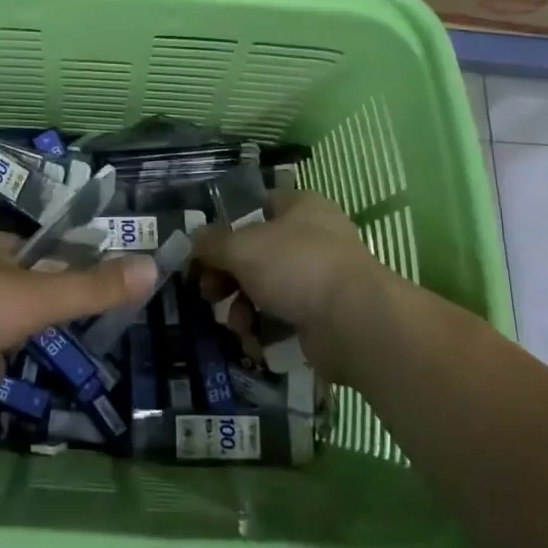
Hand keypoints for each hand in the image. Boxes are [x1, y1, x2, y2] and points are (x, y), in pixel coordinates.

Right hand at [191, 189, 401, 385]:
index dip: (225, 226)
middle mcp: (312, 237)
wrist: (353, 324)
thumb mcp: (240, 246)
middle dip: (226, 276)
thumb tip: (193, 242)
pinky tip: (253, 340)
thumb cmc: (295, 266)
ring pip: (265, 288)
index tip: (202, 251)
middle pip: (255, 252)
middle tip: (207, 292)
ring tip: (235, 323)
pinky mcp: (323, 316)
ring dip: (241, 307)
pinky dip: (263, 329)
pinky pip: (282, 318)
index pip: (255, 207)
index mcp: (300, 206)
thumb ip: (210, 242)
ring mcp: (320, 278)